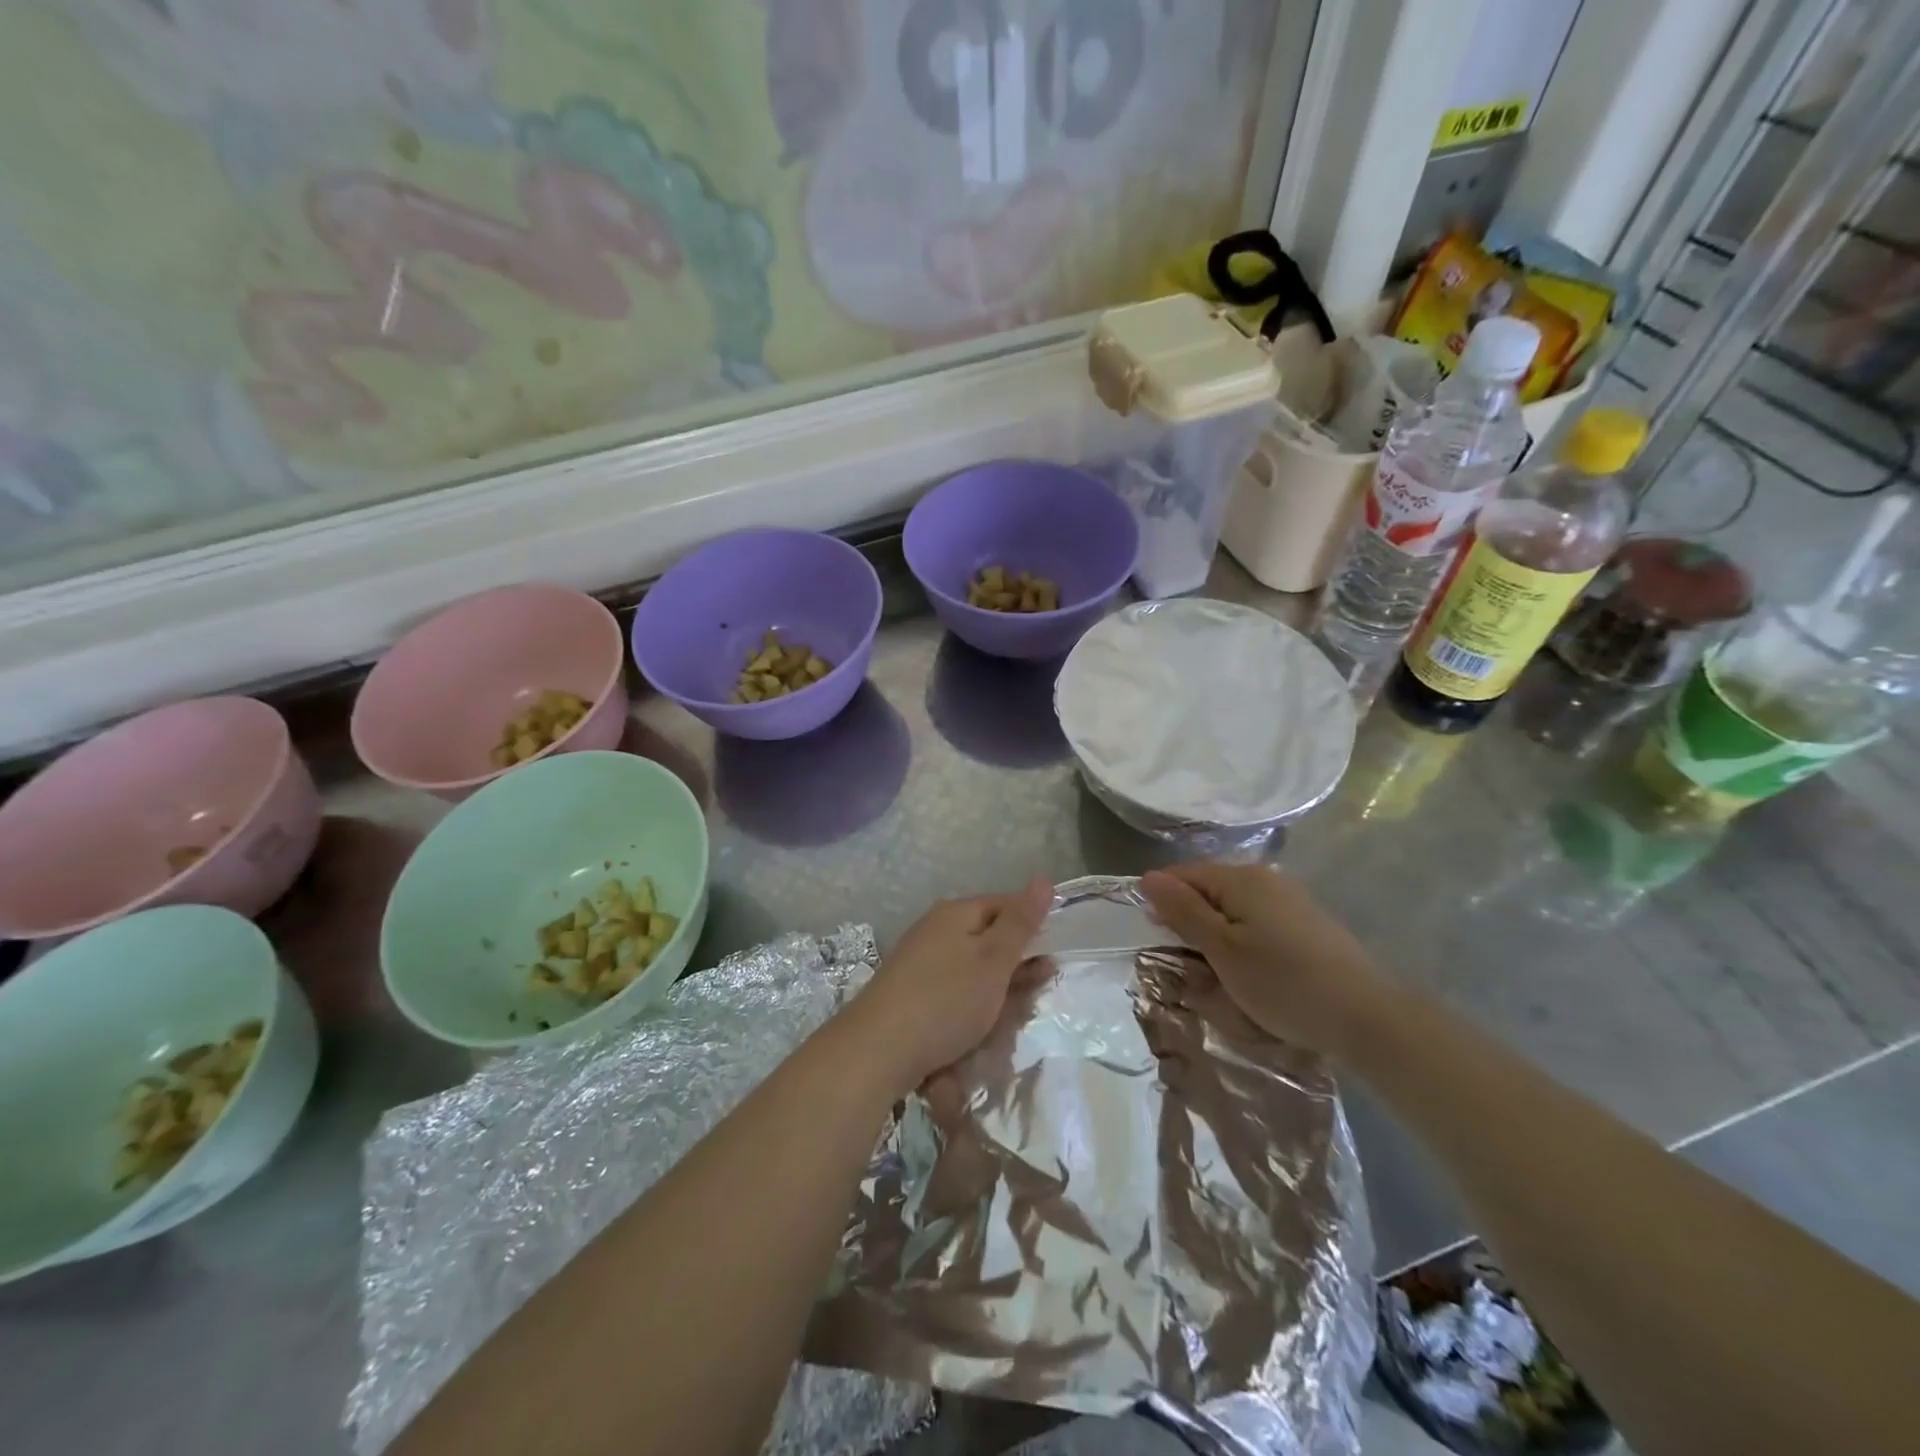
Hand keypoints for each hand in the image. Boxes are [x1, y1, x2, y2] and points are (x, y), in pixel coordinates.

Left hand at [848, 878, 1053, 1094]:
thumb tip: (1043, 878)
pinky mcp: (911, 994)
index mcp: (955, 913)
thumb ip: (1021, 921)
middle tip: (1034, 997)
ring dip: (996, 994)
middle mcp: (935, 930)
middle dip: (1015, 968)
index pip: (1004, 905)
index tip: (1052, 959)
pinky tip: (978, 1030)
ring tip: (1010, 1020)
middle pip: (988, 940)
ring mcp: (920, 962)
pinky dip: (971, 1009)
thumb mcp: (994, 959)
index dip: (1031, 927)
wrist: (878, 1049)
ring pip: (972, 971)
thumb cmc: (946, 999)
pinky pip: (953, 993)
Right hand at [1140, 862, 1393, 1059]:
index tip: (1156, 942)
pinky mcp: (1306, 924)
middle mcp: (1265, 879)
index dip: (1161, 904)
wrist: (1368, 1018)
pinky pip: (1256, 924)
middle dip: (1188, 924)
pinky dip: (1242, 945)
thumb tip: (1148, 877)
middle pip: (1207, 891)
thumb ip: (1183, 911)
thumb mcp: (1222, 950)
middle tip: (1187, 968)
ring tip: (1217, 978)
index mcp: (1241, 878)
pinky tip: (1251, 975)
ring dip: (1215, 939)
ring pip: (1232, 911)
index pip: (1182, 875)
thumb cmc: (1283, 983)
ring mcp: (1289, 900)